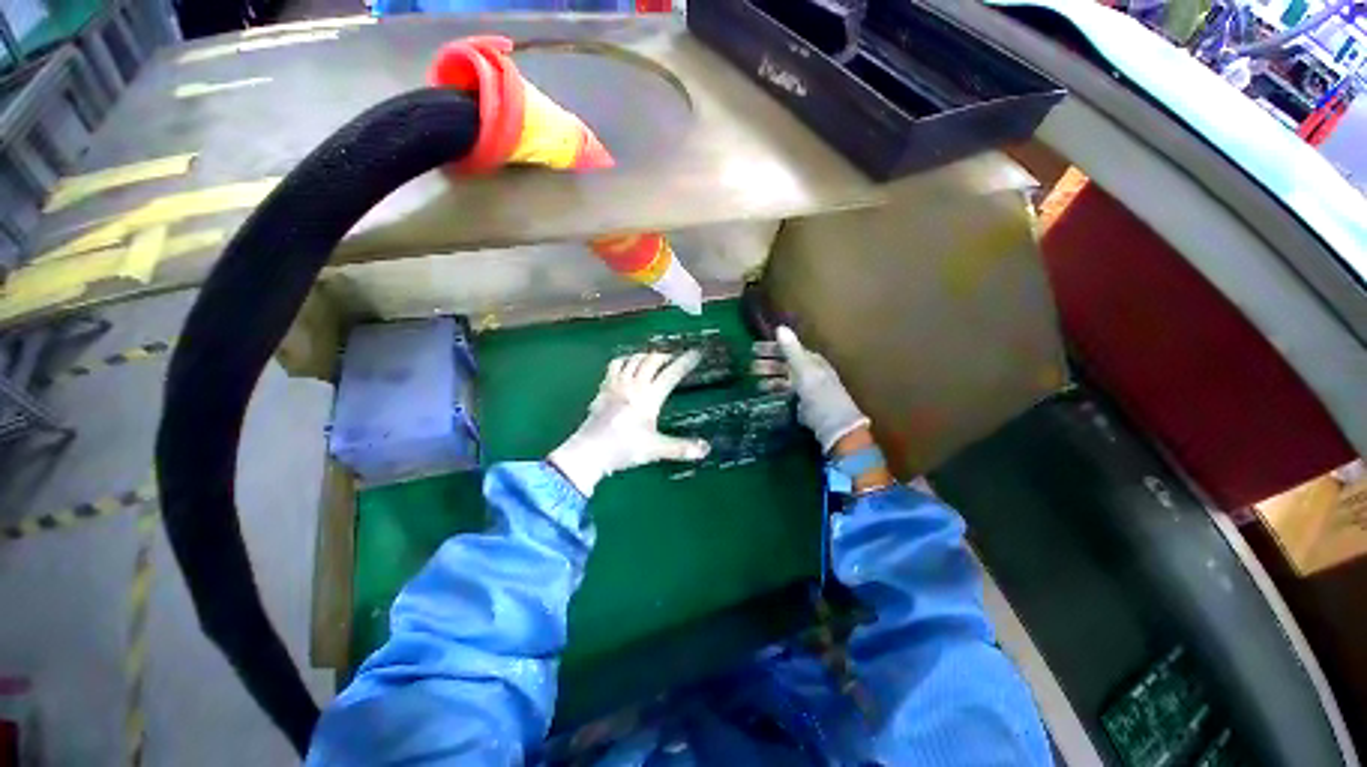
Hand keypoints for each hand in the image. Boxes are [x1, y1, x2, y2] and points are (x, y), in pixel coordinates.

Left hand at [549, 351, 710, 496]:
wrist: (590, 450)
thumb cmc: (625, 448)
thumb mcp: (656, 449)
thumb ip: (681, 448)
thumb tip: (706, 450)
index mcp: (649, 396)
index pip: (671, 374)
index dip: (685, 362)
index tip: (696, 353)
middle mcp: (634, 385)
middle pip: (651, 360)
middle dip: (665, 355)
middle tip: (674, 358)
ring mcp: (616, 384)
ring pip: (633, 359)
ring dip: (645, 355)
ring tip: (652, 359)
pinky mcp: (603, 388)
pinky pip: (615, 366)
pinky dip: (625, 361)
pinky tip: (626, 366)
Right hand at [752, 326, 868, 452]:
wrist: (833, 425)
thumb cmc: (821, 394)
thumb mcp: (806, 370)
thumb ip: (792, 350)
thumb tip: (780, 327)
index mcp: (811, 360)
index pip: (788, 349)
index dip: (771, 348)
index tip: (753, 349)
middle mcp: (807, 371)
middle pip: (783, 363)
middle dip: (766, 362)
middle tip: (749, 365)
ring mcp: (803, 387)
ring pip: (781, 376)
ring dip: (767, 375)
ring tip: (752, 377)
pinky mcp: (799, 401)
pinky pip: (783, 390)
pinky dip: (772, 388)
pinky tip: (762, 389)